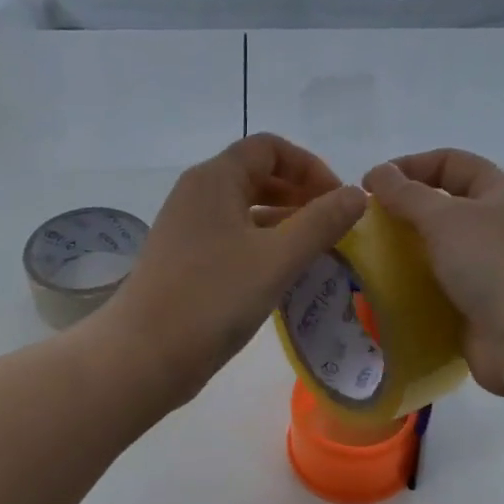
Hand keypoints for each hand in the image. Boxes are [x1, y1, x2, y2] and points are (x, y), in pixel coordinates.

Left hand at [103, 133, 366, 404]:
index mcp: (214, 178)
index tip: (339, 201)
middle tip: (333, 226)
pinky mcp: (185, 260)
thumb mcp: (277, 258)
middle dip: (299, 193)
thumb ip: (322, 222)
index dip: (310, 167)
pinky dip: (262, 245)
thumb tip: (359, 194)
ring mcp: (187, 228)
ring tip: (317, 250)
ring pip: (244, 209)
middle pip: (256, 175)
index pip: (270, 148)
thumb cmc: (213, 298)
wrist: (143, 355)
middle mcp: (197, 194)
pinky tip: (283, 273)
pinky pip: (232, 237)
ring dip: (283, 221)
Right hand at [363, 149, 503, 399]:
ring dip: (405, 258)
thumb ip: (408, 195)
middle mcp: (499, 228)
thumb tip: (378, 173)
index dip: (410, 166)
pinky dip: (414, 294)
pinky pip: (439, 293)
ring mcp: (492, 272)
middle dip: (403, 215)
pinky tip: (382, 299)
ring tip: (364, 265)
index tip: (368, 186)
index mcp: (502, 193)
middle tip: (362, 229)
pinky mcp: (480, 310)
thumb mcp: (448, 218)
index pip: (451, 163)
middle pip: (444, 210)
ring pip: (439, 255)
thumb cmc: (497, 265)